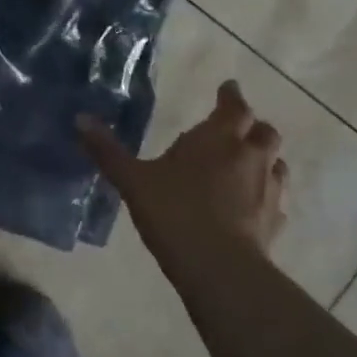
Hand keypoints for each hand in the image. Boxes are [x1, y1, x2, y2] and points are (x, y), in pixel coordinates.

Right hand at [78, 80, 288, 258]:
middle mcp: (250, 158)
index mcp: (218, 139)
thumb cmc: (175, 211)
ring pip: (276, 164)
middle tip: (235, 129)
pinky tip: (250, 205)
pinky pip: (276, 200)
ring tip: (245, 165)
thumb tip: (79, 119)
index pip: (234, 107)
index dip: (230, 96)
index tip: (228, 88)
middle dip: (252, 127)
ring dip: (264, 159)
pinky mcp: (274, 223)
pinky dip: (265, 195)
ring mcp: (268, 191)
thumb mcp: (133, 180)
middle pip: (264, 132)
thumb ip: (108, 150)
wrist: (219, 268)